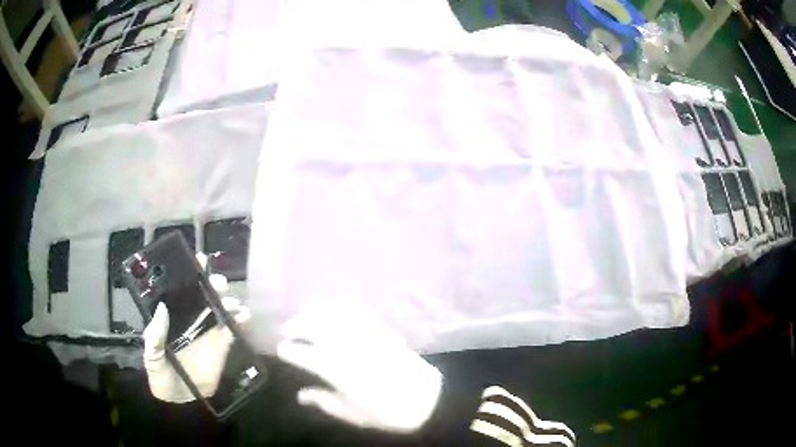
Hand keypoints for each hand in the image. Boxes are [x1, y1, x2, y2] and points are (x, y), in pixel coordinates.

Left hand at [143, 258, 249, 402]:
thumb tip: (161, 307)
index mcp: (173, 315)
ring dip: (229, 299)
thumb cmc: (161, 374)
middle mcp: (192, 317)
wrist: (182, 400)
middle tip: (217, 283)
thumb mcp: (151, 355)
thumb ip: (154, 334)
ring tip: (231, 302)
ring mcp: (209, 330)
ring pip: (222, 306)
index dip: (191, 272)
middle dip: (213, 283)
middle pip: (205, 293)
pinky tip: (244, 315)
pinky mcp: (223, 343)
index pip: (181, 289)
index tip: (198, 259)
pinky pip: (235, 327)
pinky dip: (242, 318)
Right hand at [277, 302, 441, 433]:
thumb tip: (301, 395)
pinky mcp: (381, 330)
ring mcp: (366, 335)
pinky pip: (358, 311)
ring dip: (315, 311)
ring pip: (334, 314)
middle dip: (296, 325)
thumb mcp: (353, 415)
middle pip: (315, 327)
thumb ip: (324, 402)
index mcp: (338, 371)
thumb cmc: (388, 413)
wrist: (427, 399)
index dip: (289, 350)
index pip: (304, 354)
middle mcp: (348, 348)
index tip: (281, 350)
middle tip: (287, 330)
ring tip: (304, 314)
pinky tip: (333, 308)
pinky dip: (341, 306)